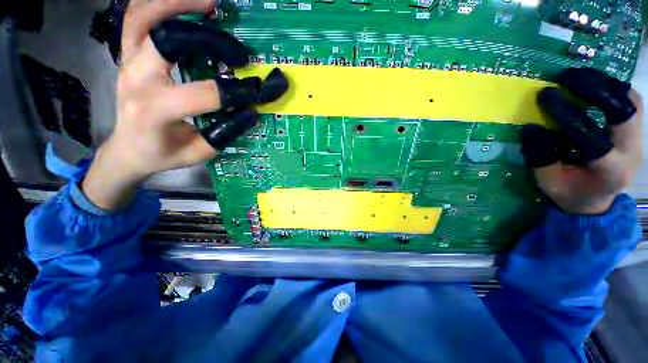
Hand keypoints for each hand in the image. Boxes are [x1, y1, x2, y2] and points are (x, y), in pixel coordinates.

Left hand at [82, 0, 286, 210]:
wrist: (127, 149)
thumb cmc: (162, 154)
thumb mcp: (199, 152)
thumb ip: (225, 133)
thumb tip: (250, 111)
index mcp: (154, 111)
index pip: (204, 94)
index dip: (237, 92)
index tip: (259, 91)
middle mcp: (136, 80)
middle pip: (170, 40)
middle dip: (211, 41)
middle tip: (240, 52)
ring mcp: (126, 62)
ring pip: (144, 17)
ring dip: (178, 5)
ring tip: (211, 5)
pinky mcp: (126, 56)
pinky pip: (136, 19)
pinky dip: (160, 6)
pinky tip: (186, 6)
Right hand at [521, 68, 642, 213]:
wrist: (598, 202)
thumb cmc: (572, 194)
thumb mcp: (549, 183)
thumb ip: (541, 159)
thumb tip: (530, 128)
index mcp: (610, 170)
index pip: (592, 136)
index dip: (568, 113)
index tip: (546, 96)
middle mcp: (632, 152)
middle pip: (625, 110)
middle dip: (596, 88)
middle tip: (567, 76)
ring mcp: (638, 140)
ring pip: (632, 101)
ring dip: (606, 83)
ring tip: (579, 76)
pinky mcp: (636, 132)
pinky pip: (631, 102)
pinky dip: (614, 88)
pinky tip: (595, 85)